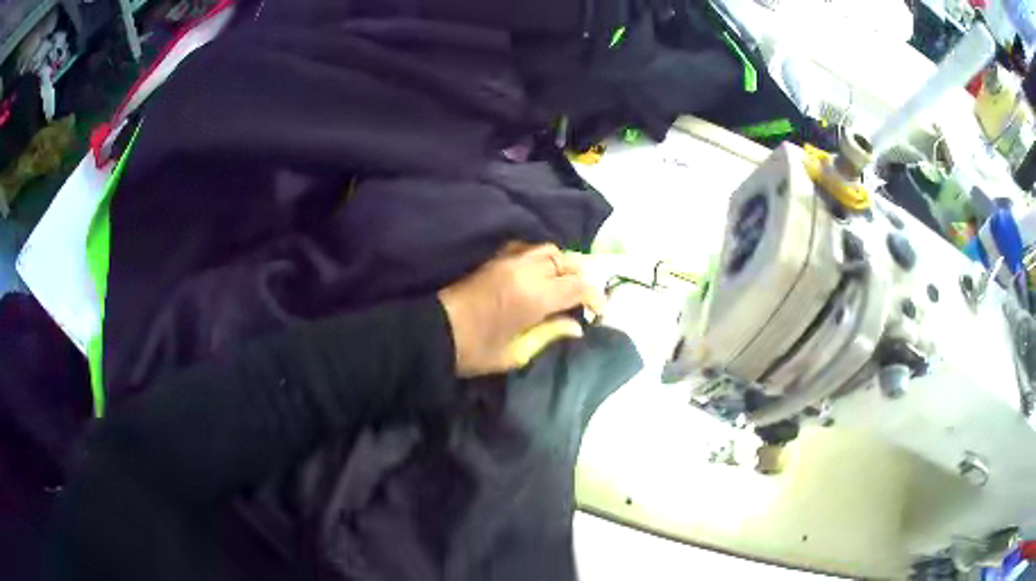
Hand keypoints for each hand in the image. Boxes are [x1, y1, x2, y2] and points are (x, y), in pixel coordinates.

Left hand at [438, 243, 603, 376]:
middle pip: (568, 261)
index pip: (579, 286)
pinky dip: (540, 256)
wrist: (435, 333)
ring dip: (562, 263)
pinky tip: (539, 272)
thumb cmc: (475, 350)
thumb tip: (576, 327)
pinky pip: (527, 247)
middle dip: (582, 277)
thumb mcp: (516, 352)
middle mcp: (526, 271)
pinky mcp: (495, 258)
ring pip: (548, 249)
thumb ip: (549, 334)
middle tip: (583, 297)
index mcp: (535, 297)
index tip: (598, 311)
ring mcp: (509, 260)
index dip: (595, 297)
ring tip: (563, 283)